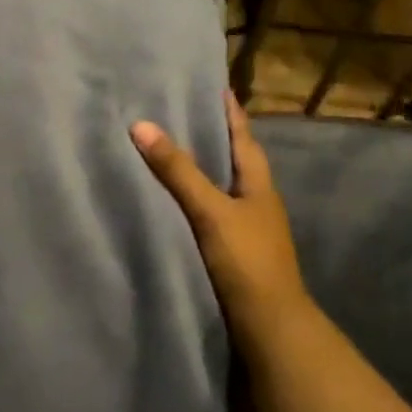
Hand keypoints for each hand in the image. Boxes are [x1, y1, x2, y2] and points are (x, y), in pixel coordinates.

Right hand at [131, 90, 306, 336]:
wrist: (270, 327)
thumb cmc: (247, 260)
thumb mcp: (210, 211)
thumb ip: (177, 171)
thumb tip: (141, 124)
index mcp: (258, 184)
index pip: (242, 136)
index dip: (229, 111)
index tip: (214, 85)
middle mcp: (256, 200)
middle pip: (234, 158)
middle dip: (212, 135)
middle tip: (181, 109)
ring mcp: (247, 227)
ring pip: (222, 185)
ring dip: (202, 166)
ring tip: (171, 148)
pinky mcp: (233, 249)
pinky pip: (210, 210)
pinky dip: (194, 196)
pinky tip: (173, 199)